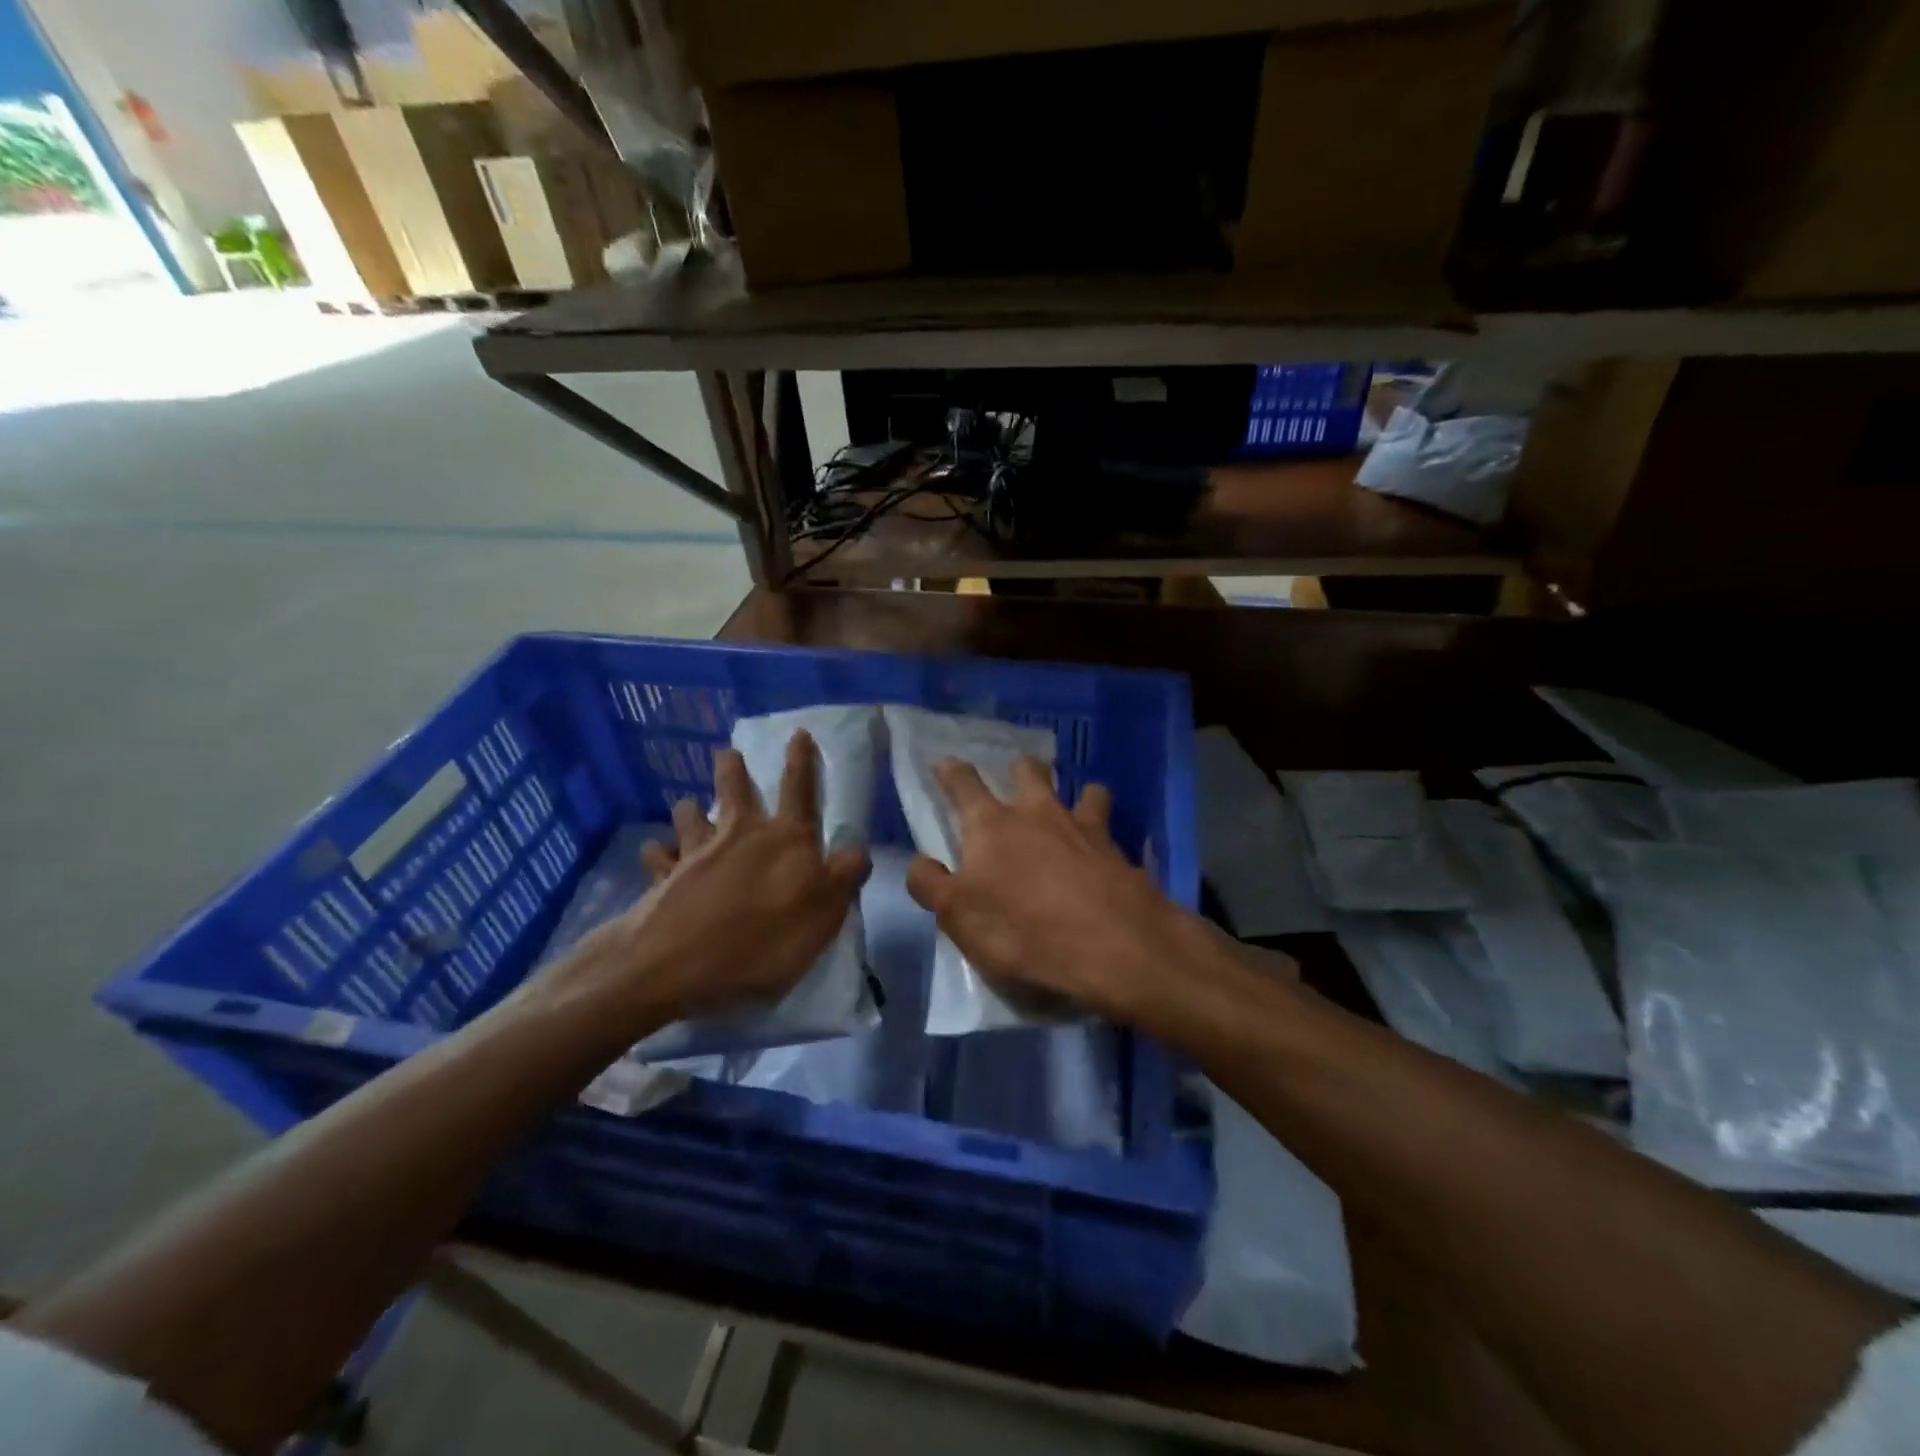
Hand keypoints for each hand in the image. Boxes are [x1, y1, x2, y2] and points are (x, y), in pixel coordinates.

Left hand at [540, 732, 868, 1034]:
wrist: (675, 964)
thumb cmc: (760, 942)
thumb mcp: (822, 916)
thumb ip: (843, 878)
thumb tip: (859, 848)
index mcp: (785, 839)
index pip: (800, 790)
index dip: (802, 761)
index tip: (799, 733)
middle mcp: (740, 834)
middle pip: (735, 790)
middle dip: (733, 769)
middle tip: (727, 753)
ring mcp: (696, 852)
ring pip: (691, 814)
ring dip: (691, 808)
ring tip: (689, 805)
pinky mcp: (663, 876)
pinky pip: (657, 855)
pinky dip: (656, 852)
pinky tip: (654, 852)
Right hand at [904, 756, 1209, 1025]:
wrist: (1112, 946)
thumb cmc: (1022, 931)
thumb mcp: (958, 917)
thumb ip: (931, 885)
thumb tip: (918, 862)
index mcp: (991, 825)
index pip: (964, 784)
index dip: (951, 771)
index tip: (945, 762)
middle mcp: (1037, 812)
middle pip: (1027, 771)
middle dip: (1019, 769)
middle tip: (1016, 778)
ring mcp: (1083, 827)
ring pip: (1081, 790)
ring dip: (1075, 793)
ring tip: (1076, 804)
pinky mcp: (1119, 850)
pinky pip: (1111, 828)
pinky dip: (1106, 831)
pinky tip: (1106, 850)